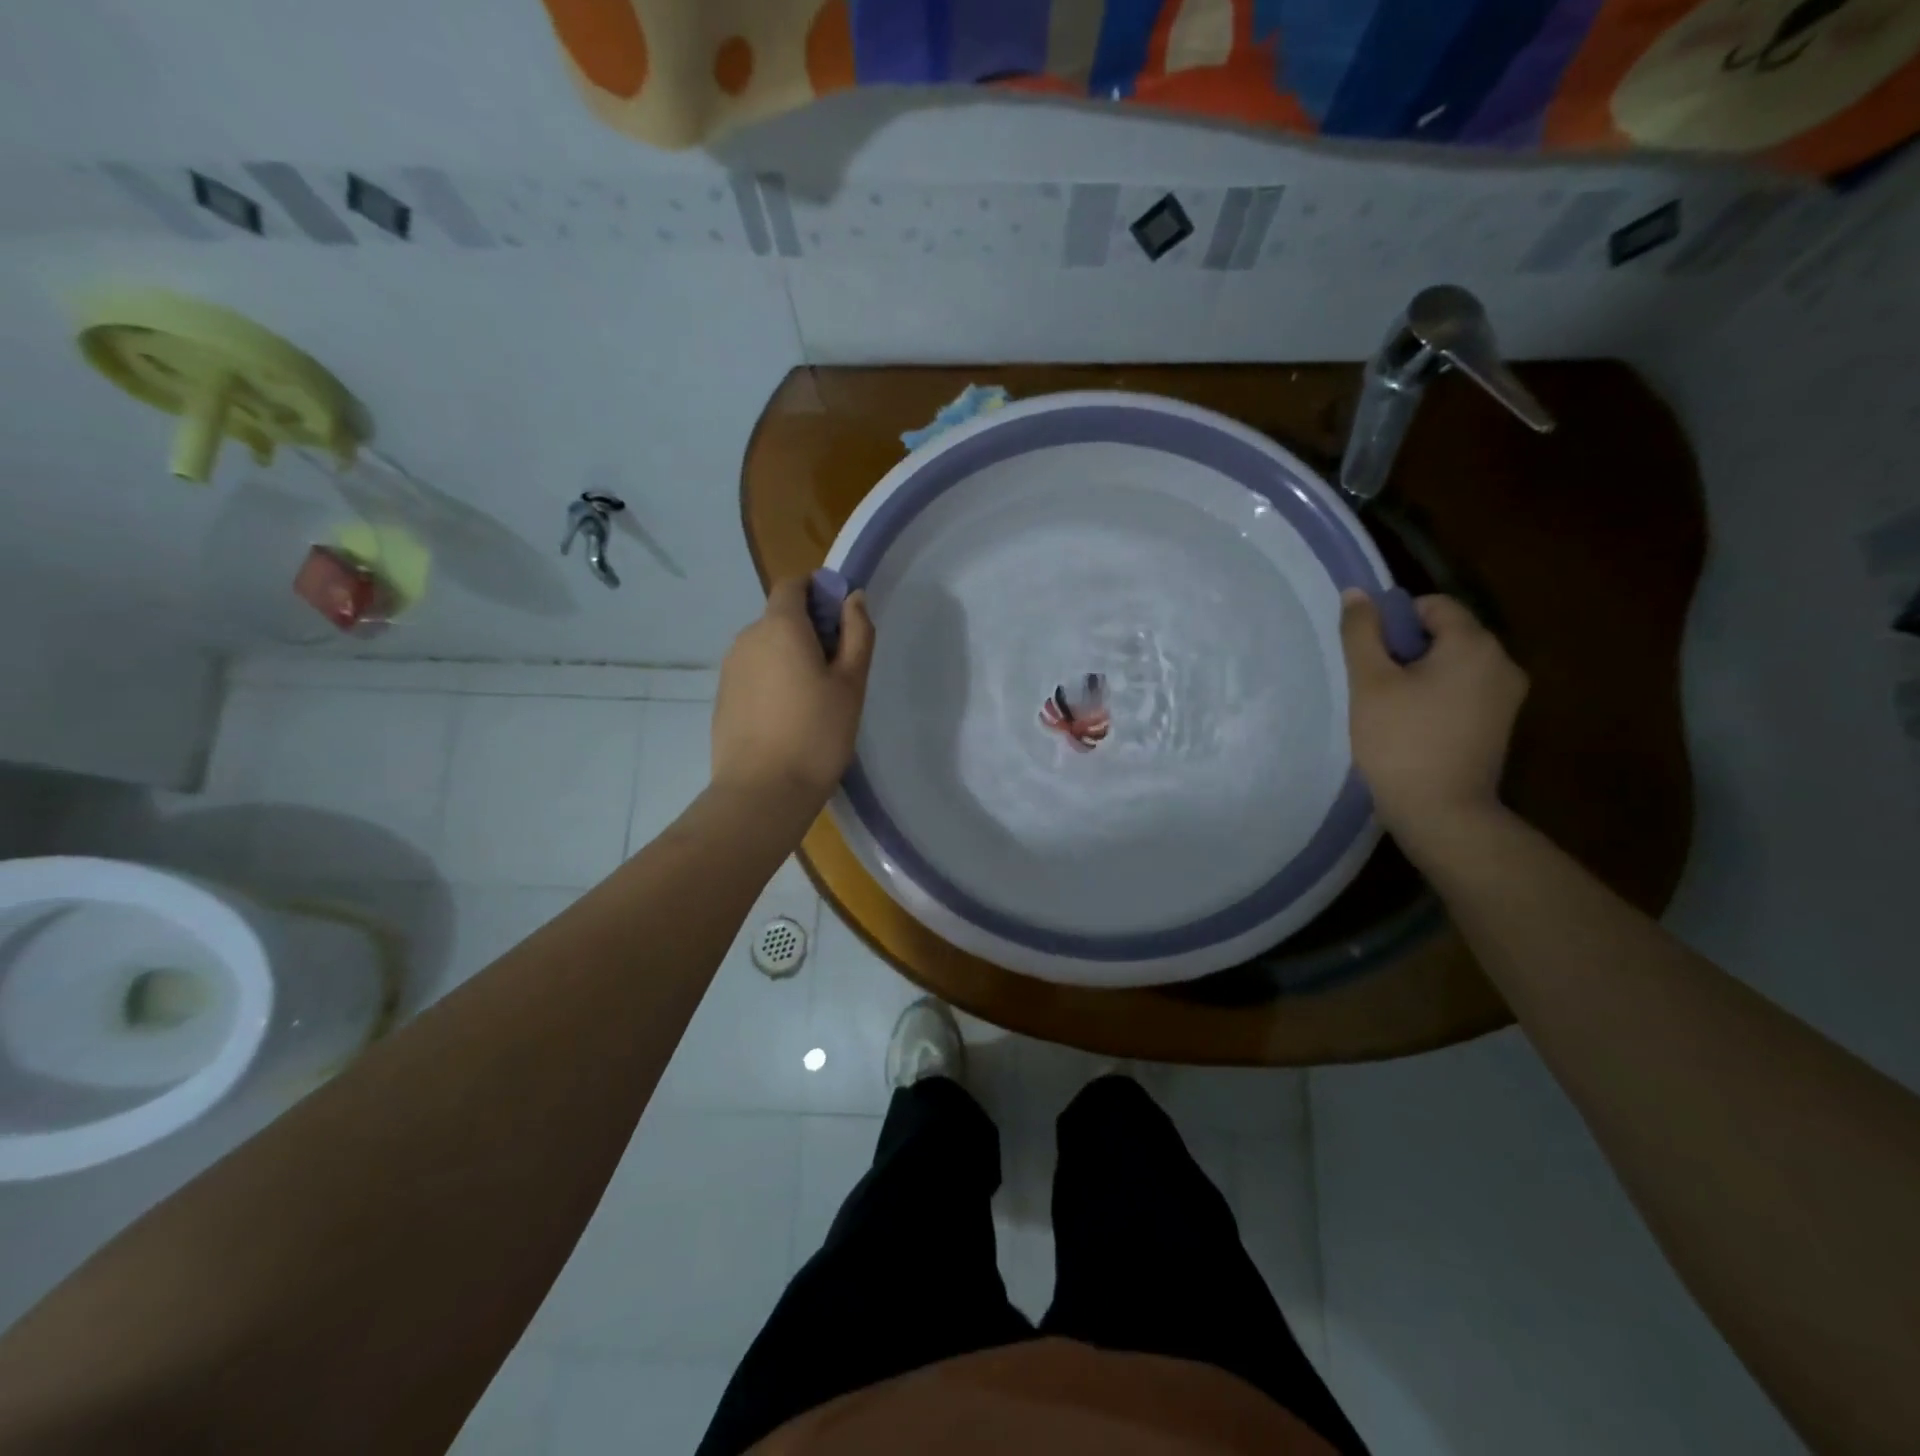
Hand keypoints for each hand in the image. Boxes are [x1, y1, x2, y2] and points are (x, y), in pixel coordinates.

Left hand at [712, 578, 874, 807]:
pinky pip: (754, 673)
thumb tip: (853, 599)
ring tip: (815, 698)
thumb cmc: (817, 734)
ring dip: (791, 656)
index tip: (841, 621)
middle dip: (810, 629)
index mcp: (780, 627)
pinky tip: (790, 717)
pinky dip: (773, 680)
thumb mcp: (851, 683)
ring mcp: (730, 668)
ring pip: (767, 647)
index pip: (793, 584)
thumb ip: (857, 633)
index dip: (818, 591)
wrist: (762, 791)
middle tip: (838, 669)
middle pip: (780, 616)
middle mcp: (748, 638)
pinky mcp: (723, 697)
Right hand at [1339, 590, 1527, 844]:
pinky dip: (1437, 696)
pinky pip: (1464, 690)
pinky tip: (1413, 726)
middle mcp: (1503, 661)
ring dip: (1420, 674)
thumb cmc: (1400, 740)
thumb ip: (1361, 632)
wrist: (1440, 811)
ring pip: (1454, 664)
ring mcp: (1507, 696)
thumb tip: (1357, 592)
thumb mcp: (1369, 682)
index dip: (1395, 622)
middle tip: (1375, 685)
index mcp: (1475, 644)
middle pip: (1447, 634)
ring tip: (1391, 709)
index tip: (1371, 656)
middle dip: (1407, 650)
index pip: (1433, 606)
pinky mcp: (1500, 723)